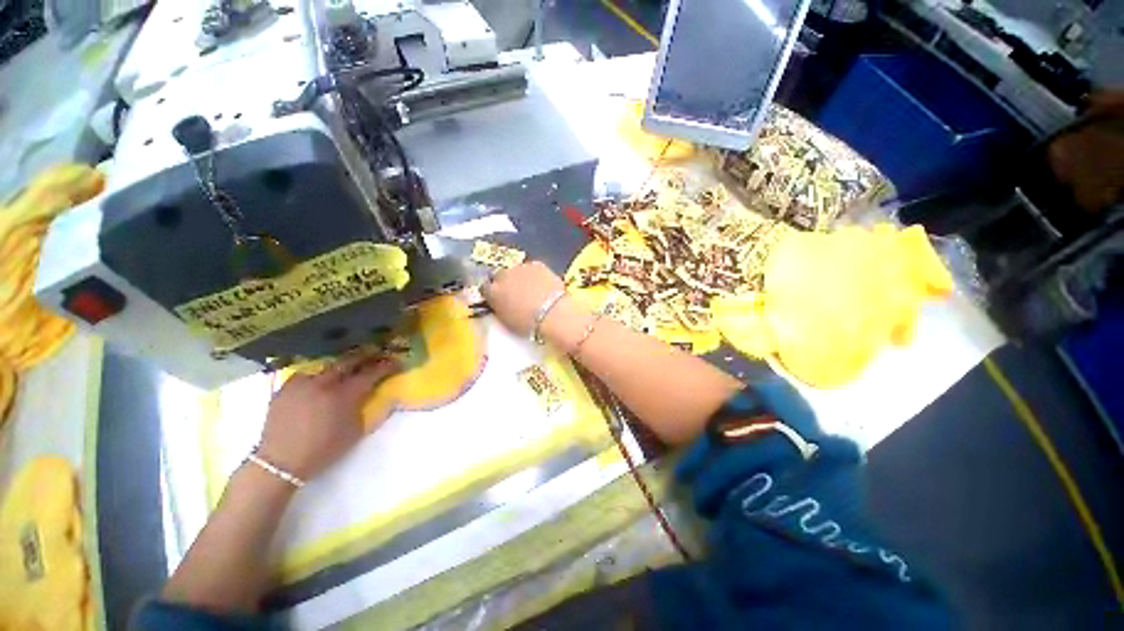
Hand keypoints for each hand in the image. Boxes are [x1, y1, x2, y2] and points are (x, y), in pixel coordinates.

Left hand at [258, 355, 400, 480]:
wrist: (281, 463)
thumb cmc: (324, 449)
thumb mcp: (356, 431)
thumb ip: (370, 409)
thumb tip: (385, 395)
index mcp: (345, 394)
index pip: (372, 373)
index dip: (387, 366)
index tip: (397, 363)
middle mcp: (325, 383)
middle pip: (350, 361)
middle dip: (366, 356)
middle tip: (377, 354)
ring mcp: (304, 383)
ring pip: (328, 364)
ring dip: (343, 364)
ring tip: (350, 365)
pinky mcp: (286, 387)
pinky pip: (306, 373)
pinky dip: (318, 373)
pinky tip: (321, 378)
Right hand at [481, 261, 566, 336]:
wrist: (553, 314)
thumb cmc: (528, 324)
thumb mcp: (506, 320)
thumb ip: (499, 308)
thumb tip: (499, 304)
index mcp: (492, 292)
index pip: (485, 288)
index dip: (492, 293)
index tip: (498, 299)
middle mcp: (503, 276)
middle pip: (499, 276)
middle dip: (505, 283)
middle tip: (515, 294)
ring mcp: (520, 268)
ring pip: (516, 270)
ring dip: (520, 278)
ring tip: (531, 290)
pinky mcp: (537, 264)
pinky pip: (532, 268)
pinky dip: (535, 275)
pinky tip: (542, 285)